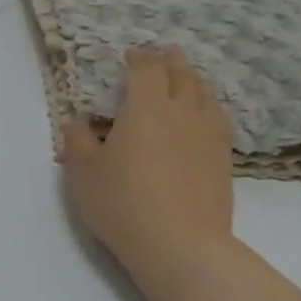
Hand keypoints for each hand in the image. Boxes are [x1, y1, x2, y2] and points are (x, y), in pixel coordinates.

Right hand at [61, 49, 300, 300]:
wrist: (179, 245)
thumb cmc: (122, 203)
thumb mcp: (83, 173)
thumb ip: (77, 141)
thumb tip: (77, 121)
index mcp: (146, 108)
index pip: (146, 70)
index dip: (138, 58)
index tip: (130, 56)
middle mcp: (182, 113)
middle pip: (181, 75)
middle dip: (170, 62)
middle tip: (163, 55)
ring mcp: (208, 135)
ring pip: (204, 95)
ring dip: (193, 81)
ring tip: (186, 79)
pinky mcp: (223, 159)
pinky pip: (218, 119)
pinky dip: (208, 107)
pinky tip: (205, 116)